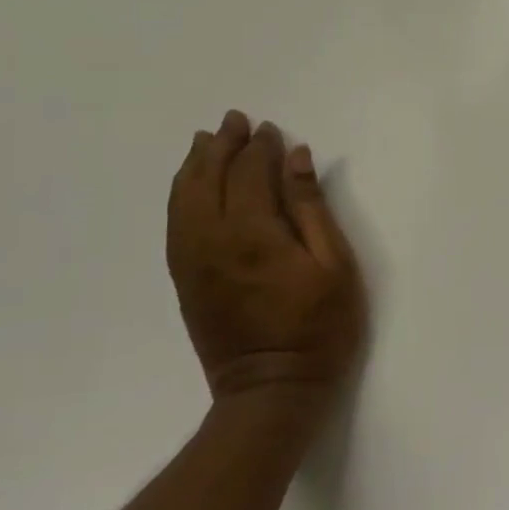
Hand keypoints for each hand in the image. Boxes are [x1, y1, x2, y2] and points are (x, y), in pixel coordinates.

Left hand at [167, 110, 367, 407]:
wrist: (271, 388)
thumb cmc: (320, 326)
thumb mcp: (334, 265)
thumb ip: (311, 208)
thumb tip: (297, 159)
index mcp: (253, 234)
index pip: (249, 174)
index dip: (259, 148)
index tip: (271, 129)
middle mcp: (212, 241)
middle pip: (207, 179)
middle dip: (221, 146)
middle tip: (234, 121)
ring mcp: (192, 261)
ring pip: (182, 199)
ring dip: (194, 165)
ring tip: (206, 141)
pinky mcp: (185, 279)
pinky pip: (174, 224)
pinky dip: (180, 195)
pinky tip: (189, 185)